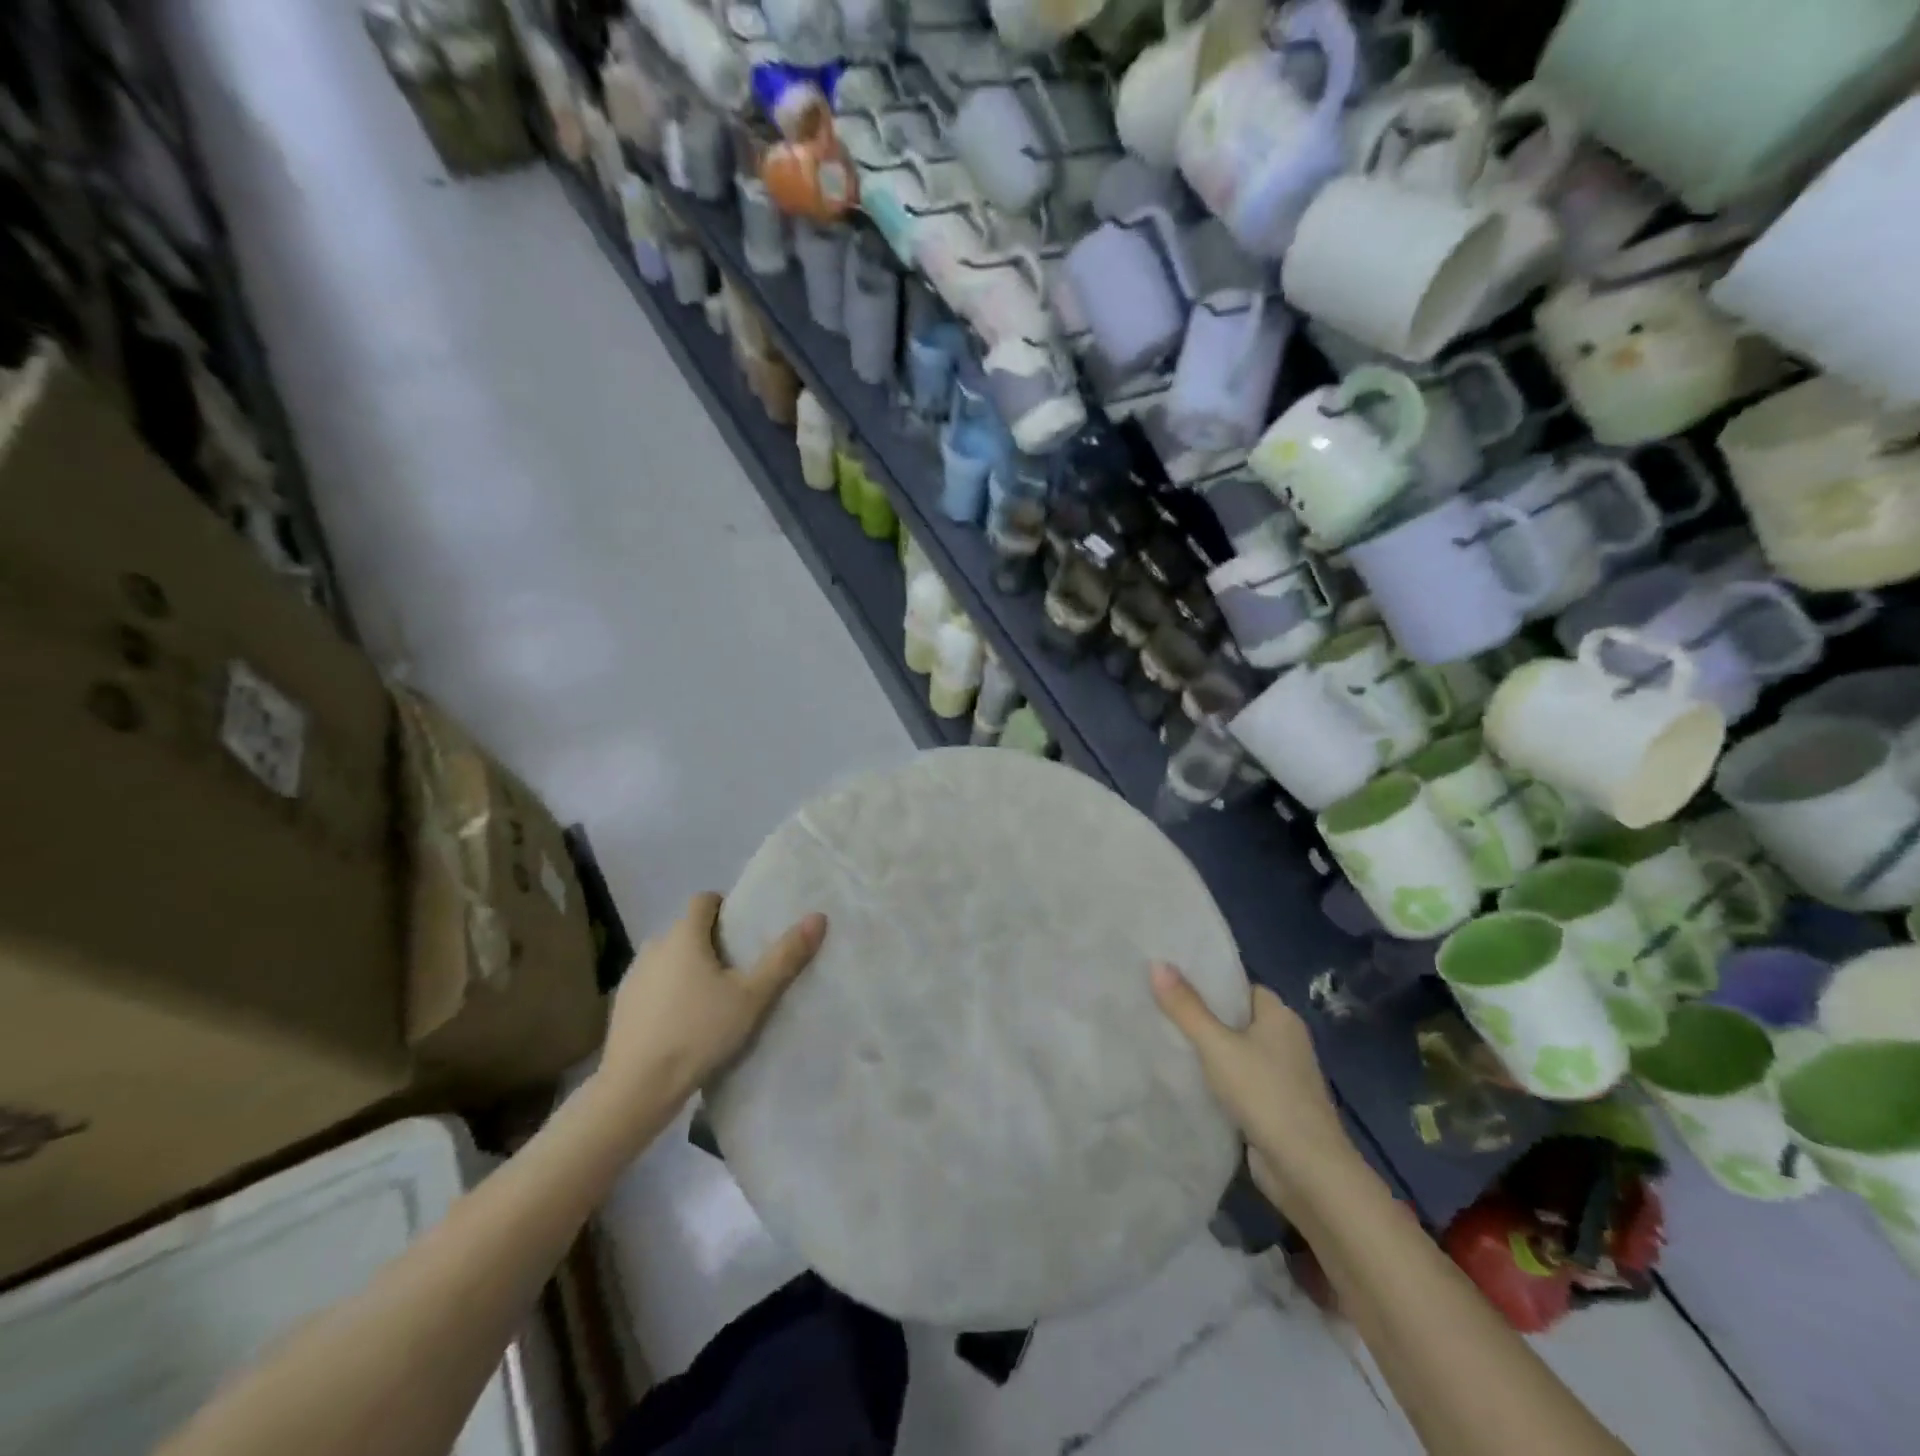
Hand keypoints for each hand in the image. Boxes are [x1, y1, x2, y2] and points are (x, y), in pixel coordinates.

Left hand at [595, 893, 825, 1110]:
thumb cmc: (699, 1032)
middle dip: (710, 942)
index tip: (743, 932)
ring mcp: (633, 976)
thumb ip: (784, 957)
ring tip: (711, 998)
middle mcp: (654, 946)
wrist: (636, 1088)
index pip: (704, 899)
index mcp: (684, 935)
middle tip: (737, 970)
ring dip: (687, 968)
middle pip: (687, 930)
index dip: (725, 908)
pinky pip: (652, 985)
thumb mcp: (752, 997)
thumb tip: (818, 917)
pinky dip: (668, 992)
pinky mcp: (621, 1005)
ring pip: (668, 958)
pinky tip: (682, 1023)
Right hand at [1151, 965, 1356, 1209]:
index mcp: (1280, 1016)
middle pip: (1236, 1017)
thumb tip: (1156, 963)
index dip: (1207, 982)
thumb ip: (1186, 1007)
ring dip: (1208, 1050)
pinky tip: (1187, 1078)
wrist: (1307, 1170)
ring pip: (1236, 1051)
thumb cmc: (1265, 1094)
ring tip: (1163, 1038)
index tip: (1170, 979)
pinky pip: (1239, 1079)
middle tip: (1157, 1006)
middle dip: (1201, 1015)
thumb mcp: (1217, 1046)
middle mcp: (1286, 1040)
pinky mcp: (1275, 1106)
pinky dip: (1217, 1078)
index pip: (1239, 986)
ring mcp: (1282, 1075)